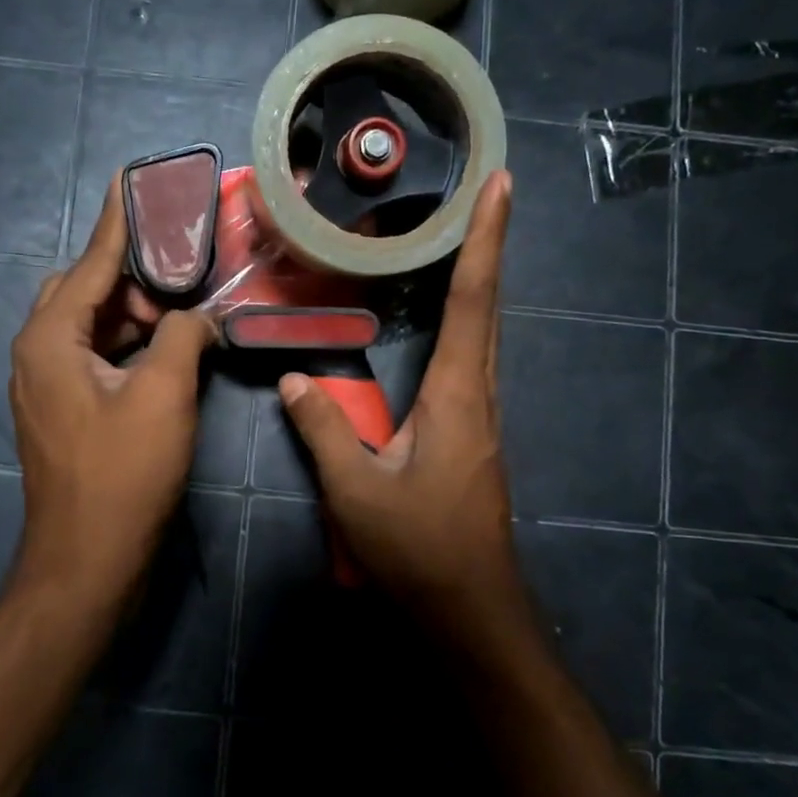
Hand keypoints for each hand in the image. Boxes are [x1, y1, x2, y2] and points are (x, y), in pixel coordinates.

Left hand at [9, 179, 216, 602]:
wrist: (87, 559)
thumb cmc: (123, 474)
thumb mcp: (163, 395)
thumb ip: (182, 337)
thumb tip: (197, 316)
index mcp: (50, 339)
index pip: (91, 263)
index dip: (118, 222)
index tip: (131, 178)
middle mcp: (38, 353)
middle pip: (84, 292)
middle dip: (131, 277)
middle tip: (182, 275)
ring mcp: (46, 386)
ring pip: (90, 327)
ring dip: (132, 315)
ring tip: (181, 312)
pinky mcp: (63, 412)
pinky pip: (94, 358)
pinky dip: (127, 347)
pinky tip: (164, 351)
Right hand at [279, 172, 524, 643]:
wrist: (469, 609)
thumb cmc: (418, 549)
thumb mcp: (355, 490)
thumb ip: (323, 429)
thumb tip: (296, 377)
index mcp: (458, 396)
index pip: (473, 302)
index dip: (486, 240)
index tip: (500, 187)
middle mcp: (479, 397)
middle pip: (488, 308)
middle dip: (488, 248)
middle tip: (483, 196)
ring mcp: (481, 419)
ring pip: (484, 336)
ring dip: (479, 284)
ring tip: (464, 242)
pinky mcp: (472, 438)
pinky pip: (472, 364)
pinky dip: (466, 324)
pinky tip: (447, 325)